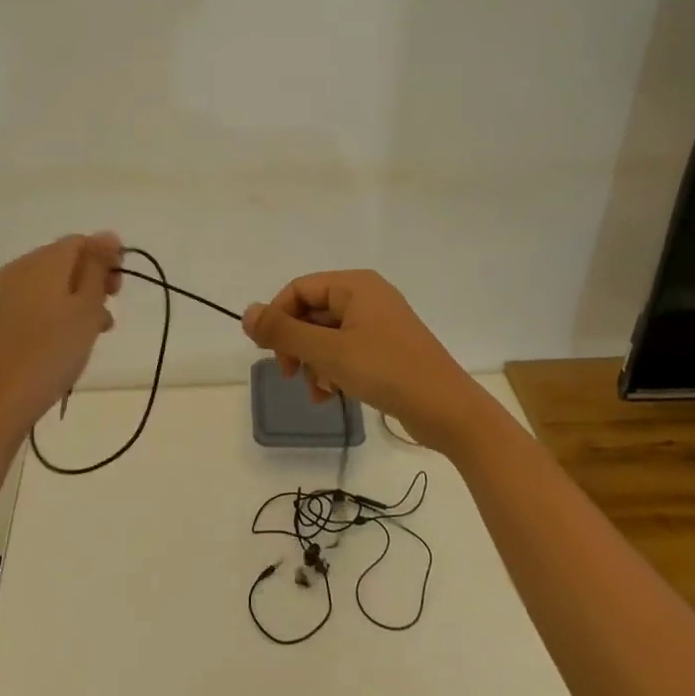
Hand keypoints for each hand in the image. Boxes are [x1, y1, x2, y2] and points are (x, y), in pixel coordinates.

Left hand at [0, 232, 122, 447]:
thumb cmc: (51, 353)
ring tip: (94, 332)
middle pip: (64, 260)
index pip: (81, 241)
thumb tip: (108, 235)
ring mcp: (4, 293)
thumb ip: (98, 268)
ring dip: (77, 299)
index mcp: (43, 261)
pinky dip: (56, 312)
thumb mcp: (86, 308)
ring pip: (51, 283)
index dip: (106, 258)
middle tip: (108, 312)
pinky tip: (66, 340)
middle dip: (92, 280)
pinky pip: (35, 301)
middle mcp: (19, 269)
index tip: (119, 290)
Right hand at [243, 270, 492, 454]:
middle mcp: (367, 296)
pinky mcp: (387, 348)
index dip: (278, 318)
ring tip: (318, 391)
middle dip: (297, 345)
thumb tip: (247, 313)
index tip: (269, 352)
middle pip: (312, 312)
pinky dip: (334, 370)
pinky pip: (346, 350)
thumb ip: (283, 331)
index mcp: (355, 285)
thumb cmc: (386, 370)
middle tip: (289, 374)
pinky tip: (332, 395)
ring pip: (327, 336)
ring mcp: (379, 323)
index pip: (299, 289)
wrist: (447, 409)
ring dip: (314, 363)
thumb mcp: (327, 351)